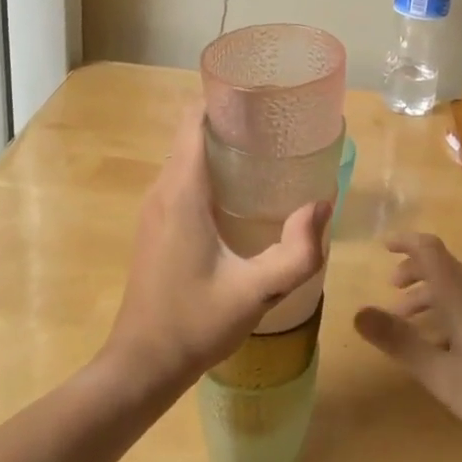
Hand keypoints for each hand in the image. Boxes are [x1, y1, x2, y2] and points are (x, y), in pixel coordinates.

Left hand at [103, 106, 329, 393]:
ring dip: (221, 144)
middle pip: (192, 131)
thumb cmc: (195, 323)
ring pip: (186, 154)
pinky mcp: (155, 224)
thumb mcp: (256, 291)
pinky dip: (210, 167)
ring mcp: (154, 207)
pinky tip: (242, 190)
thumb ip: (297, 252)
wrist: (141, 365)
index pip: (193, 118)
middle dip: (231, 118)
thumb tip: (321, 205)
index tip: (261, 96)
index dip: (223, 97)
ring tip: (267, 150)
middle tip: (277, 124)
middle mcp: (163, 188)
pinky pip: (182, 177)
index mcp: (182, 190)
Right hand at [354, 233, 461, 455]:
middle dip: (413, 272)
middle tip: (391, 292)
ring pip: (457, 287)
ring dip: (429, 294)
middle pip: (443, 266)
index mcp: (461, 296)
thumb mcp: (439, 372)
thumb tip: (358, 312)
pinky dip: (447, 310)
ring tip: (409, 323)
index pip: (430, 250)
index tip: (382, 246)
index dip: (406, 242)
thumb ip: (398, 341)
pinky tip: (443, 345)